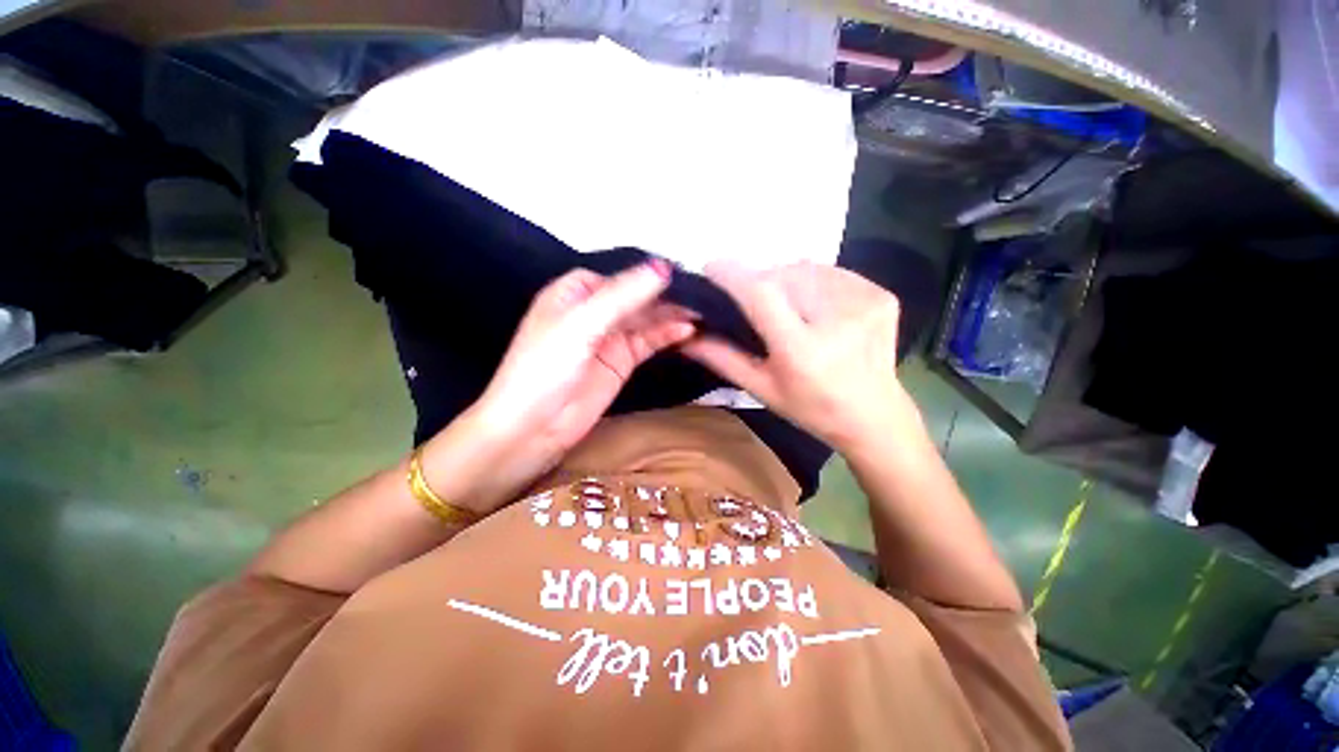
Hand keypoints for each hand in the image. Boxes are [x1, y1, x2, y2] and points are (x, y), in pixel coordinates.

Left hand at [432, 261, 693, 511]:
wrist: (533, 427)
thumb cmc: (546, 367)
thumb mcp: (582, 324)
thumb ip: (623, 296)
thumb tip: (663, 267)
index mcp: (576, 292)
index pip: (620, 275)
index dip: (650, 274)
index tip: (684, 274)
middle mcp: (594, 310)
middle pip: (637, 297)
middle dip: (666, 296)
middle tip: (702, 295)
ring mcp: (610, 338)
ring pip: (646, 319)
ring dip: (671, 315)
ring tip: (702, 312)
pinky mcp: (622, 361)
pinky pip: (649, 342)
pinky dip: (668, 335)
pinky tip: (687, 331)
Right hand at [680, 261, 920, 450]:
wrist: (874, 415)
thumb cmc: (810, 408)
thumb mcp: (760, 388)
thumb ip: (721, 358)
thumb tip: (685, 334)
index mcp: (802, 350)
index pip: (761, 293)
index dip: (733, 274)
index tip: (712, 268)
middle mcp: (837, 321)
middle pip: (782, 275)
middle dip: (760, 281)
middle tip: (753, 302)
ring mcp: (865, 303)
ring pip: (806, 268)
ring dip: (786, 279)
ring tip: (787, 306)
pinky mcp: (880, 295)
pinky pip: (831, 272)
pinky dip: (814, 281)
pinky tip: (815, 306)